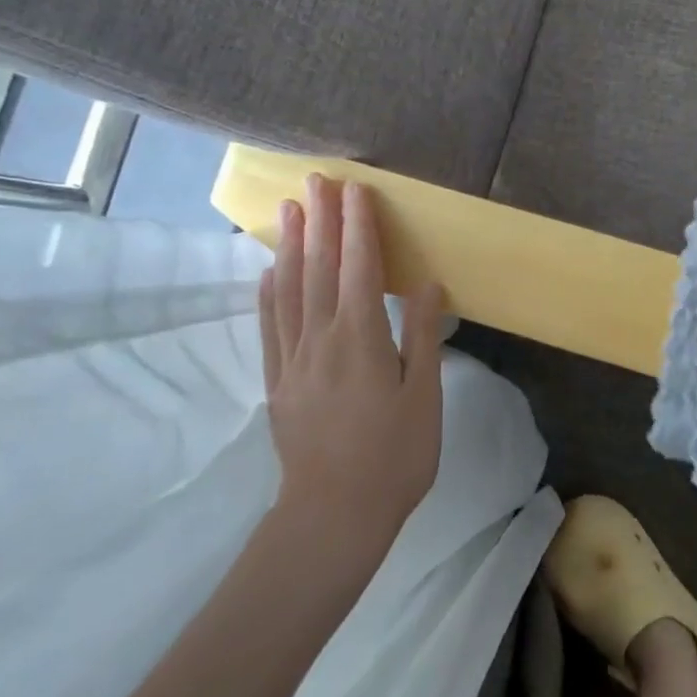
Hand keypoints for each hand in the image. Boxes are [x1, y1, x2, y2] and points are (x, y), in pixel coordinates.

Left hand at [255, 175, 443, 586]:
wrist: (333, 516)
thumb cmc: (393, 457)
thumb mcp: (424, 397)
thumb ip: (423, 337)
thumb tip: (427, 285)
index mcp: (362, 339)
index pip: (361, 268)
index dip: (359, 226)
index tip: (356, 190)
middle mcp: (322, 339)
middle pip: (320, 268)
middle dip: (321, 221)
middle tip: (316, 179)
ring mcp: (293, 360)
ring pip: (290, 290)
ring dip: (292, 245)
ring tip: (290, 209)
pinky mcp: (277, 382)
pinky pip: (270, 327)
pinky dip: (269, 293)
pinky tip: (269, 272)